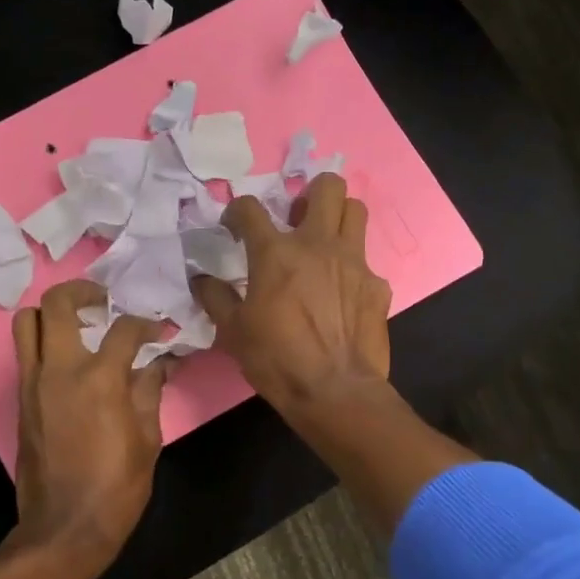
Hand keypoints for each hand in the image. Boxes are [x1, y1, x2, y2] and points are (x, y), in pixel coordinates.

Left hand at [8, 280, 169, 568]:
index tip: (159, 330)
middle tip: (104, 302)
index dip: (146, 324)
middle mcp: (59, 370)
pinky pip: (25, 353)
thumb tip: (160, 362)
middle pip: (57, 303)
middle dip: (83, 292)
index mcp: (99, 378)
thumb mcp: (147, 439)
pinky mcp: (20, 400)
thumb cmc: (116, 487)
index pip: (123, 329)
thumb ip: (150, 391)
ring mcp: (33, 383)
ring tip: (79, 323)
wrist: (64, 528)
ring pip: (26, 322)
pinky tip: (70, 359)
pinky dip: (44, 341)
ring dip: (52, 313)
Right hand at [192, 173, 391, 416]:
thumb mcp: (233, 332)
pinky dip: (352, 269)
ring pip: (356, 211)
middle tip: (298, 217)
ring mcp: (354, 262)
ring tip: (325, 239)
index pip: (250, 208)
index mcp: (276, 253)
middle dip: (311, 192)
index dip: (237, 210)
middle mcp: (318, 244)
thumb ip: (216, 298)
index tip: (234, 225)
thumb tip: (202, 279)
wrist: (335, 392)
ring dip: (339, 216)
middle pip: (327, 186)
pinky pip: (366, 261)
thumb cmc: (276, 360)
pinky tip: (343, 293)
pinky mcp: (377, 285)